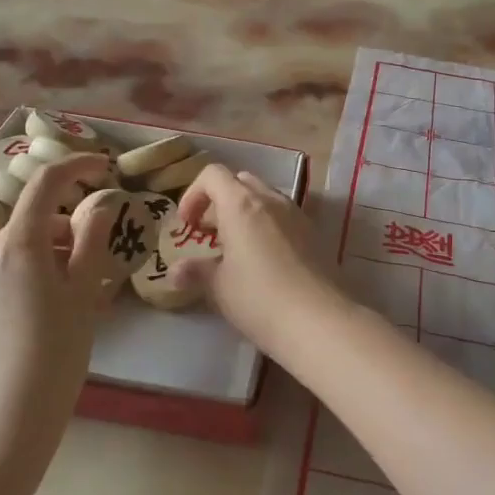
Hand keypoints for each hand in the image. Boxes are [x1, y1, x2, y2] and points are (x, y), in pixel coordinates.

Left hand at [0, 154, 121, 444]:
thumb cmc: (53, 356)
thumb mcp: (84, 295)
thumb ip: (93, 240)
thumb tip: (100, 202)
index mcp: (18, 242)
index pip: (46, 182)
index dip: (76, 166)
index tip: (105, 167)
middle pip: (37, 221)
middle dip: (72, 229)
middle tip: (105, 262)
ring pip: (22, 249)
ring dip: (54, 256)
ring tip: (83, 296)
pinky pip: (6, 273)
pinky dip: (34, 276)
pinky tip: (52, 314)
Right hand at [173, 164, 342, 350]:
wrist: (319, 320)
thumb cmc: (259, 298)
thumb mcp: (219, 287)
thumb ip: (196, 272)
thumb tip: (175, 271)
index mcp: (241, 204)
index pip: (213, 175)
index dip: (193, 194)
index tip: (187, 225)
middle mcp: (271, 200)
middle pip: (240, 182)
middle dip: (220, 201)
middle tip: (211, 234)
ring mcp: (297, 215)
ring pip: (265, 198)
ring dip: (246, 213)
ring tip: (237, 249)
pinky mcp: (315, 234)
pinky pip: (284, 217)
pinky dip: (268, 227)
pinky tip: (265, 262)